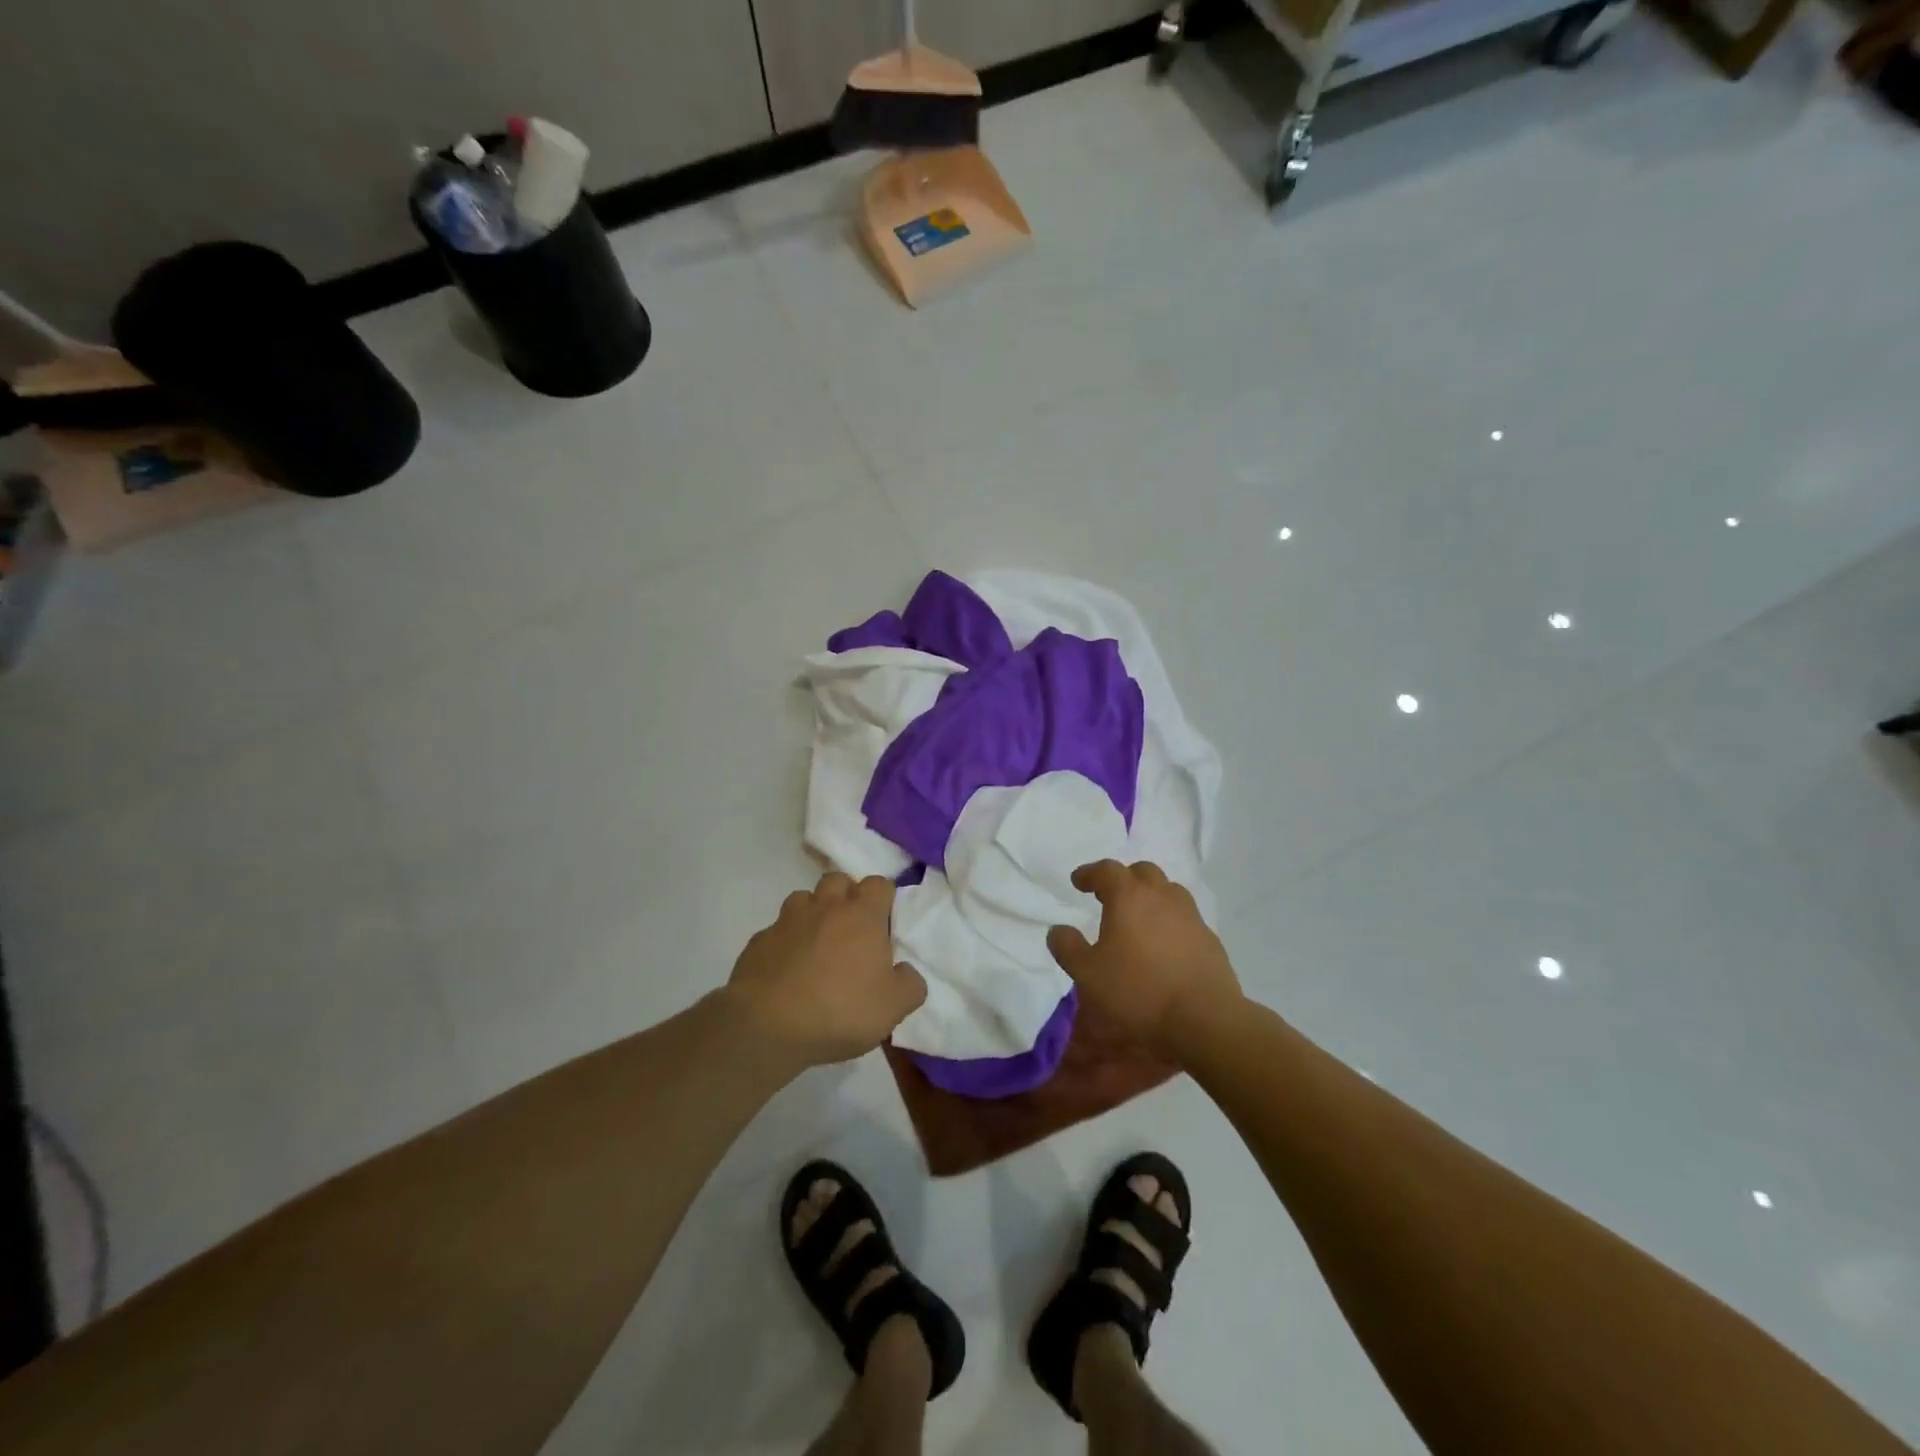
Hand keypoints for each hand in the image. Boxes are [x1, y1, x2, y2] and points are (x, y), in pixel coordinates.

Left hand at [725, 872, 926, 1066]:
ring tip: (817, 946)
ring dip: (813, 914)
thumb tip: (905, 972)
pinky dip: (785, 942)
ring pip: (804, 900)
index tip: (884, 923)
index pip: (878, 884)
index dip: (883, 899)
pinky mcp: (758, 941)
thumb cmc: (840, 1010)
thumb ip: (910, 984)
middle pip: (838, 880)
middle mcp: (825, 907)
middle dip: (846, 896)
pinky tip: (787, 969)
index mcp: (862, 915)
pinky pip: (777, 931)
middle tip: (851, 930)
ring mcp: (787, 921)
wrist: (767, 1026)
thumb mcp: (893, 1007)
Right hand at [1047, 860, 1242, 1061]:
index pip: (1107, 870)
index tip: (1077, 882)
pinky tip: (1163, 943)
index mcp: (1129, 897)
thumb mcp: (1088, 975)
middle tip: (1108, 895)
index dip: (1089, 873)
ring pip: (1168, 891)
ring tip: (1138, 916)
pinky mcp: (1209, 938)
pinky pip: (1184, 916)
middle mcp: (1161, 897)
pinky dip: (1169, 919)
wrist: (1204, 1018)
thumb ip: (1068, 948)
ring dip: (1150, 896)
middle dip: (1123, 878)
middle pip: (1142, 872)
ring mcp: (1190, 915)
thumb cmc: (1138, 991)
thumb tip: (1058, 930)